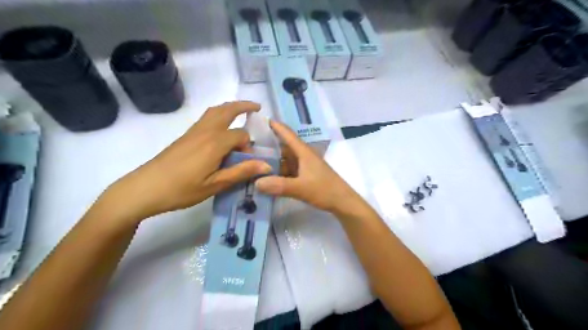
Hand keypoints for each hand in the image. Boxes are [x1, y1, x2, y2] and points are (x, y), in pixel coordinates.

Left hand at [102, 102, 272, 222]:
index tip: (247, 162)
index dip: (248, 147)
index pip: (241, 135)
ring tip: (242, 111)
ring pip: (215, 111)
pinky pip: (206, 118)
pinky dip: (219, 114)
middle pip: (227, 110)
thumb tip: (267, 165)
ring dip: (230, 107)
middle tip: (257, 107)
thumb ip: (241, 172)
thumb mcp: (215, 184)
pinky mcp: (186, 136)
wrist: (145, 188)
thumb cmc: (181, 189)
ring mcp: (194, 132)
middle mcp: (206, 131)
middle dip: (243, 106)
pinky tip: (222, 128)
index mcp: (215, 143)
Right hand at [258, 121, 363, 214]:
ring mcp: (305, 165)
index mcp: (304, 152)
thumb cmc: (324, 190)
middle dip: (268, 144)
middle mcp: (304, 155)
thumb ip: (279, 185)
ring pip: (286, 158)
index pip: (287, 133)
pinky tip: (269, 176)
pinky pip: (289, 169)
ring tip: (254, 160)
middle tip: (248, 145)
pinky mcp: (306, 175)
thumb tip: (256, 182)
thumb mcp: (301, 188)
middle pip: (284, 146)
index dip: (275, 126)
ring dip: (273, 159)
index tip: (259, 119)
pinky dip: (279, 170)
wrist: (343, 202)